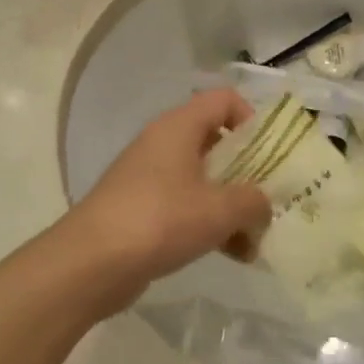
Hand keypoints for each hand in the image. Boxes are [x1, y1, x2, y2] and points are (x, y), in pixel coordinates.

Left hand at [66, 89, 271, 302]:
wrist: (91, 263)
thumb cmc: (161, 219)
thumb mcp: (220, 210)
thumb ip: (254, 201)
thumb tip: (263, 204)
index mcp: (179, 127)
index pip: (224, 100)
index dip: (252, 119)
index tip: (270, 153)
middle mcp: (163, 145)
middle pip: (217, 143)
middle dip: (249, 171)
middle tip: (273, 197)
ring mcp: (150, 178)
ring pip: (204, 181)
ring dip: (233, 206)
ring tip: (258, 238)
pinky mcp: (143, 210)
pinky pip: (187, 208)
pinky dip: (211, 225)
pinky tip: (235, 255)